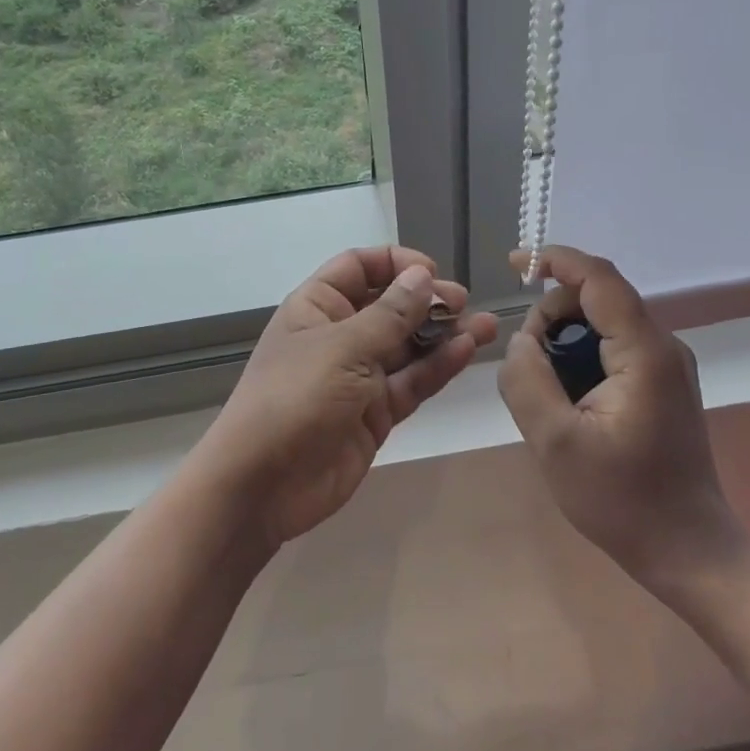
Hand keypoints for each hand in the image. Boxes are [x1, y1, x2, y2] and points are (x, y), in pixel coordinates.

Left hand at [200, 246, 499, 549]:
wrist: (263, 486)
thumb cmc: (294, 398)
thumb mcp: (343, 348)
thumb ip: (389, 314)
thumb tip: (422, 276)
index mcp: (317, 307)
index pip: (358, 268)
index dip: (395, 264)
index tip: (431, 272)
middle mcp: (339, 335)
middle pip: (389, 306)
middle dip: (426, 301)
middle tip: (462, 303)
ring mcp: (358, 376)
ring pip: (407, 346)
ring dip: (443, 334)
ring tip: (486, 325)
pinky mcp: (375, 413)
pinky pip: (411, 382)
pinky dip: (438, 367)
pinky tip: (467, 351)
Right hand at [498, 246, 744, 585]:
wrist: (687, 550)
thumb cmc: (621, 499)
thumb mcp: (554, 442)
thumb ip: (527, 379)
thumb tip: (522, 339)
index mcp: (645, 353)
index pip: (599, 278)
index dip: (556, 260)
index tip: (515, 263)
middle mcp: (663, 347)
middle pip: (598, 299)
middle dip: (552, 316)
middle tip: (526, 364)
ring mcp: (667, 366)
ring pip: (603, 324)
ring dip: (565, 342)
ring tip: (548, 393)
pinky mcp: (663, 384)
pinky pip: (613, 348)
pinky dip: (581, 358)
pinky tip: (568, 401)